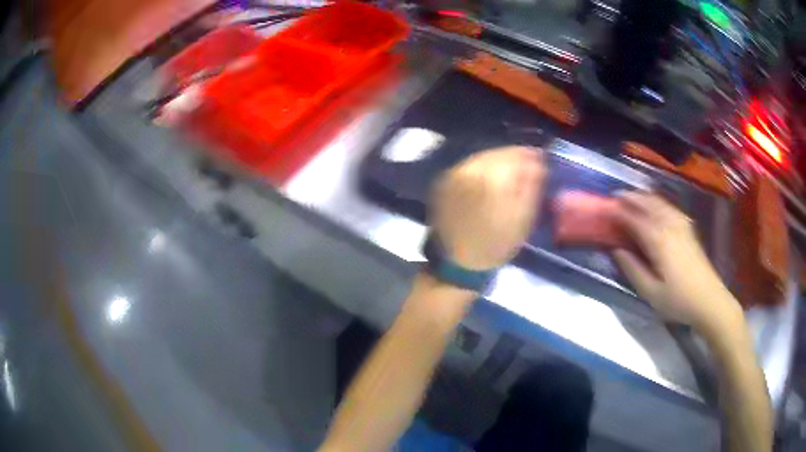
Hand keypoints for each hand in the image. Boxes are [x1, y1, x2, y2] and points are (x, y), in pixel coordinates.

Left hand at [430, 146, 545, 270]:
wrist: (458, 263)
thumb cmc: (495, 245)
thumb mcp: (522, 219)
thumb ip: (531, 187)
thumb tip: (538, 163)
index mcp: (490, 179)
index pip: (514, 155)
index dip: (529, 155)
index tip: (541, 157)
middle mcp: (469, 170)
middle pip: (496, 153)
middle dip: (514, 156)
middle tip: (528, 161)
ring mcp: (453, 175)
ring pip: (481, 157)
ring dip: (498, 159)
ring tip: (512, 168)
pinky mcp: (443, 182)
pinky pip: (468, 165)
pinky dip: (482, 166)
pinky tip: (492, 175)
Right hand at [612, 192, 741, 332]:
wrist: (709, 300)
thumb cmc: (678, 300)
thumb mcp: (651, 292)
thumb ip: (632, 269)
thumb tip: (616, 250)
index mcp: (659, 241)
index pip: (635, 219)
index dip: (619, 212)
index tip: (606, 209)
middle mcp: (670, 226)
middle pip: (648, 204)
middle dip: (631, 198)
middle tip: (616, 198)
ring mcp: (682, 225)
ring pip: (660, 202)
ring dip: (645, 197)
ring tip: (632, 197)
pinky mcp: (689, 229)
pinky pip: (670, 207)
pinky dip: (659, 202)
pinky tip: (656, 205)